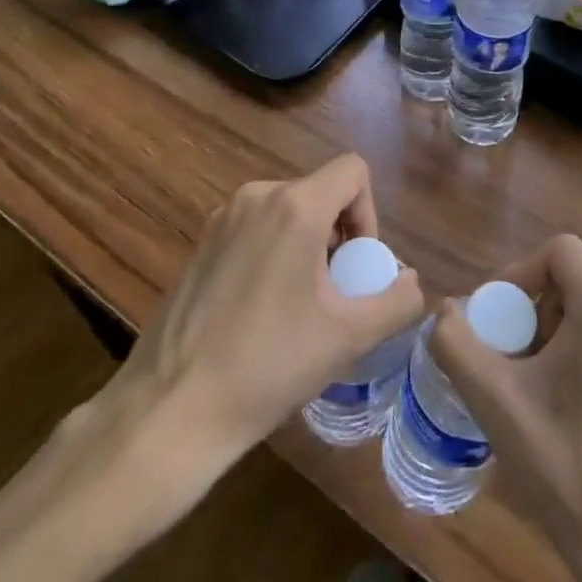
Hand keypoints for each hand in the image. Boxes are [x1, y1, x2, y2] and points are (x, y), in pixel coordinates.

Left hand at [113, 153, 424, 467]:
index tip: (357, 265)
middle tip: (335, 293)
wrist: (171, 410)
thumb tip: (410, 281)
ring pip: (286, 212)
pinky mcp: (199, 245)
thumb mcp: (349, 336)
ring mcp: (221, 219)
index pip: (353, 170)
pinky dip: (273, 254)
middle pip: (320, 193)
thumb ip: (397, 300)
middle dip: (339, 235)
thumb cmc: (269, 365)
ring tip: (299, 306)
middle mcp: (256, 196)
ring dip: (307, 246)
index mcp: (295, 206)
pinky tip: (261, 312)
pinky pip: (254, 229)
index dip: (370, 213)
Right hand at [432, 234, 581, 579]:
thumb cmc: (570, 472)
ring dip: (568, 336)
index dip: (519, 274)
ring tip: (545, 390)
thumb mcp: (497, 404)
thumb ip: (457, 344)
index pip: (559, 252)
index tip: (498, 321)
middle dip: (540, 312)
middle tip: (515, 360)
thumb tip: (445, 311)